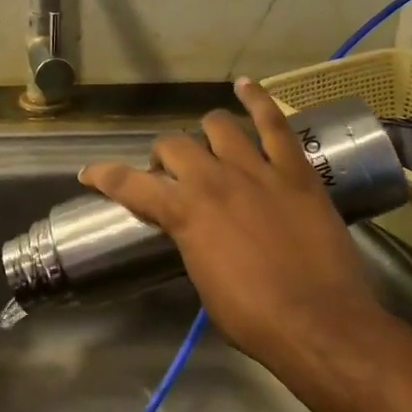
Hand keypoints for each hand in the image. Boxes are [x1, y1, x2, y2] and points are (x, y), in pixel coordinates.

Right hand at [79, 78, 381, 375]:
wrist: (321, 325)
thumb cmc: (255, 319)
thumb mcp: (204, 282)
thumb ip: (190, 243)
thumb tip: (191, 231)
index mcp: (184, 214)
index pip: (129, 183)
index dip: (103, 175)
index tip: (90, 172)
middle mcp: (212, 181)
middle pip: (172, 146)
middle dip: (164, 158)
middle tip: (173, 176)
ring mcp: (256, 170)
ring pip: (218, 126)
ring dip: (206, 133)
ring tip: (209, 143)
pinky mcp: (294, 170)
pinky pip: (274, 123)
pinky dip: (257, 100)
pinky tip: (245, 85)